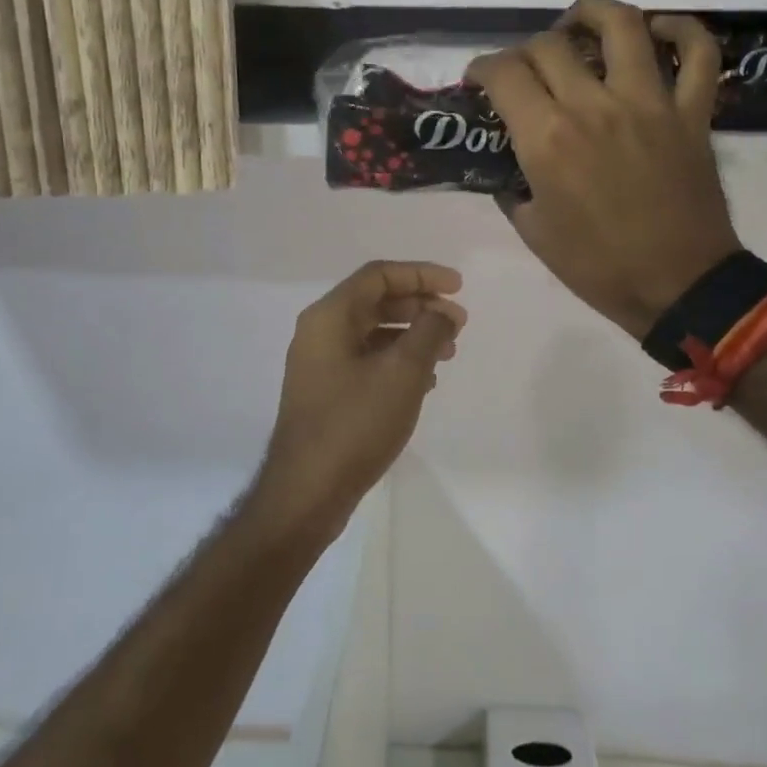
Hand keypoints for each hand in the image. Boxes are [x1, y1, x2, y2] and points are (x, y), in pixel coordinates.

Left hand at [255, 261, 465, 538]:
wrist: (308, 491)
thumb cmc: (355, 424)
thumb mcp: (403, 372)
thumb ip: (429, 332)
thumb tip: (442, 313)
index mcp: (329, 317)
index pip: (379, 275)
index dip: (422, 274)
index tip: (458, 287)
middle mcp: (319, 333)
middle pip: (376, 301)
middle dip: (421, 306)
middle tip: (459, 323)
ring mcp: (320, 365)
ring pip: (373, 333)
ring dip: (413, 335)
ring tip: (448, 353)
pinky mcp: (326, 393)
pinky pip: (367, 361)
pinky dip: (397, 361)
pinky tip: (425, 381)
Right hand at [468, 0, 740, 340]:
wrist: (677, 286)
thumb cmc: (598, 268)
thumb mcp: (535, 233)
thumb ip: (515, 189)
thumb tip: (513, 168)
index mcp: (548, 140)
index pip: (504, 74)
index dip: (482, 67)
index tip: (480, 78)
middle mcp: (594, 106)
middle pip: (551, 45)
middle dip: (526, 50)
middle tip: (525, 69)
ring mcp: (650, 103)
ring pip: (623, 25)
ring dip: (592, 13)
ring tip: (579, 22)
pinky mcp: (692, 112)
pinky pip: (699, 54)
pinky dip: (683, 32)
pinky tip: (660, 30)